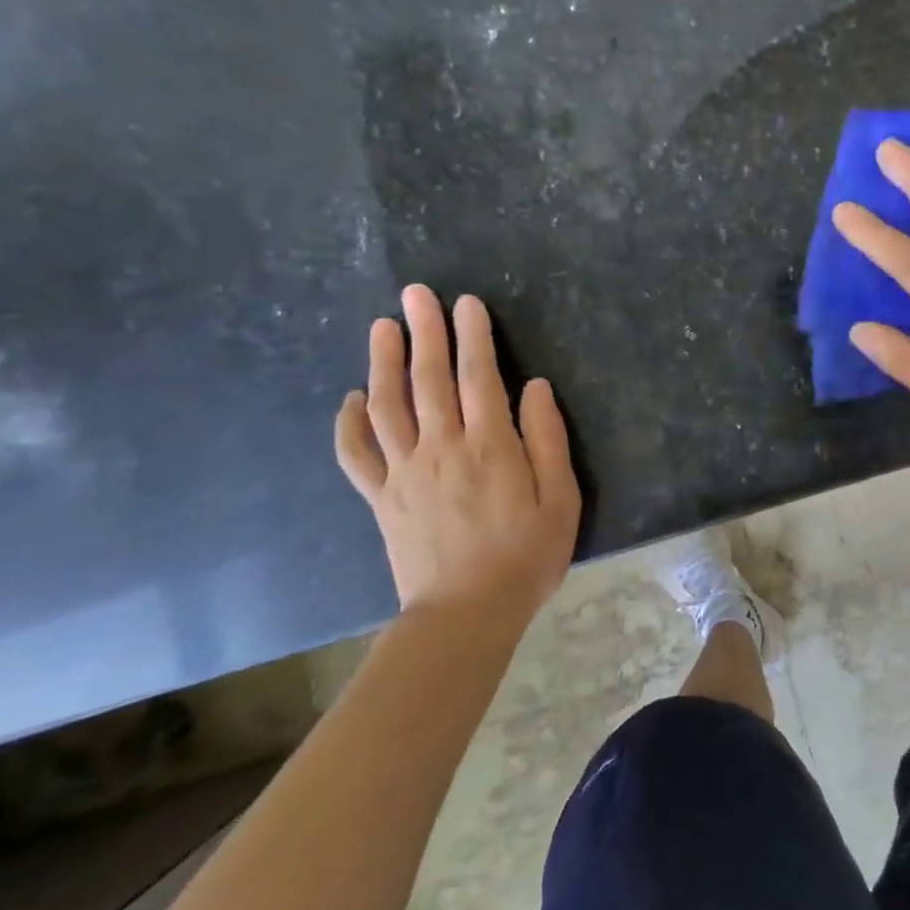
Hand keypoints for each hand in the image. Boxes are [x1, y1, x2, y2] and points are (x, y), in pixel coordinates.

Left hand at [335, 284, 581, 626]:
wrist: (465, 616)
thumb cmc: (525, 557)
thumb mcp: (560, 500)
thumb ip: (547, 439)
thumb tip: (534, 387)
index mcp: (489, 446)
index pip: (479, 377)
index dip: (473, 336)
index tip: (466, 302)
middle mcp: (441, 448)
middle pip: (429, 379)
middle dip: (425, 332)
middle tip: (416, 294)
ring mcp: (405, 472)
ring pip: (387, 406)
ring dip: (383, 363)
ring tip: (383, 327)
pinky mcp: (383, 498)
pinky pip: (357, 455)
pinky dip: (349, 424)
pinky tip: (351, 399)